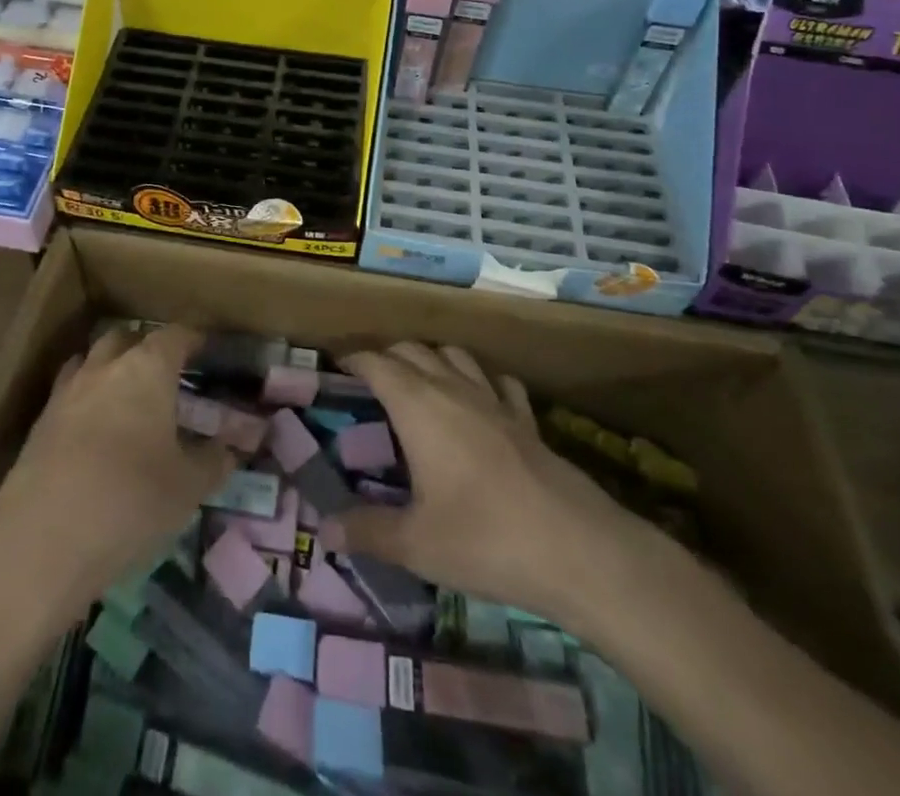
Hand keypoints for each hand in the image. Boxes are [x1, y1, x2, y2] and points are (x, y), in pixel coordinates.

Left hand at [0, 325, 234, 617]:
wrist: (40, 543)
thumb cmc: (130, 502)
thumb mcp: (188, 488)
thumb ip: (213, 461)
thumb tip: (230, 448)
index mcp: (146, 369)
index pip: (175, 335)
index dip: (194, 339)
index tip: (207, 349)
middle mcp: (105, 367)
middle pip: (127, 338)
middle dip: (147, 347)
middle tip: (167, 373)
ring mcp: (66, 392)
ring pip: (92, 361)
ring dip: (111, 368)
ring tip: (128, 396)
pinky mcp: (39, 424)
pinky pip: (69, 393)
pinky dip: (87, 400)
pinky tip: (96, 431)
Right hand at [332, 343, 654, 633]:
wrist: (575, 548)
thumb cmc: (483, 538)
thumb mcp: (415, 544)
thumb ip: (367, 531)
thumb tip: (324, 530)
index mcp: (417, 405)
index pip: (377, 363)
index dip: (354, 359)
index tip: (336, 365)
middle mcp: (452, 388)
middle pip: (413, 350)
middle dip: (387, 356)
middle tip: (369, 379)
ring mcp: (494, 400)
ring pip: (455, 355)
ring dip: (432, 358)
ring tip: (420, 381)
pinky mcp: (527, 419)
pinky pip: (499, 382)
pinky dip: (481, 380)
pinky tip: (481, 400)